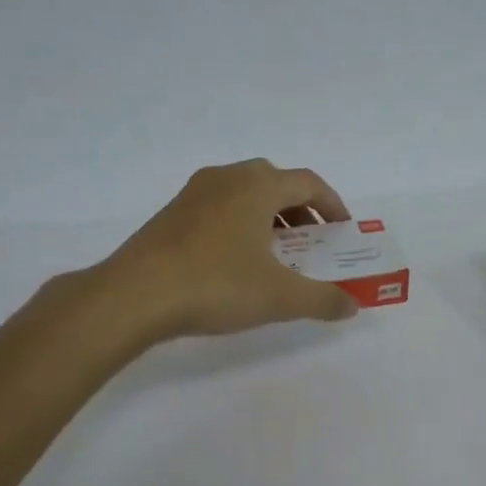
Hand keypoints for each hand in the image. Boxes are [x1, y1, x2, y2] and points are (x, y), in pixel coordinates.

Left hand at [98, 159, 361, 340]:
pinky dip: (240, 224)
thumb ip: (322, 299)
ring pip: (244, 194)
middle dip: (301, 211)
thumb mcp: (278, 297)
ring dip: (268, 217)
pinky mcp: (171, 213)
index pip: (308, 183)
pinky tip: (235, 261)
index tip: (342, 231)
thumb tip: (352, 306)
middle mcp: (227, 178)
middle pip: (276, 183)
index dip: (332, 205)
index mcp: (257, 185)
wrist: (133, 295)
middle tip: (312, 242)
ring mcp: (194, 193)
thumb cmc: (215, 285)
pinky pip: (219, 208)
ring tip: (276, 254)